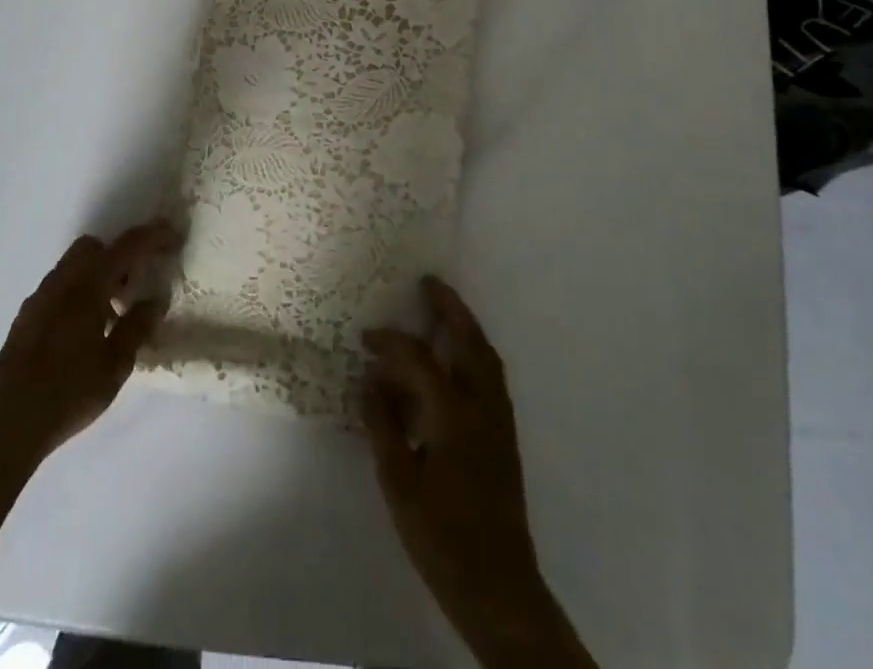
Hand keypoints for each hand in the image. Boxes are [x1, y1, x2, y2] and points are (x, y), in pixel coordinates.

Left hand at [0, 221, 179, 478]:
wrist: (4, 423)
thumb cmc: (67, 393)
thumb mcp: (114, 366)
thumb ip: (137, 327)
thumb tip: (156, 299)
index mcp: (87, 286)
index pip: (126, 247)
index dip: (152, 237)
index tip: (173, 235)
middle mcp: (61, 282)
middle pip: (93, 247)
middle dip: (118, 254)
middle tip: (137, 281)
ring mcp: (39, 297)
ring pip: (74, 266)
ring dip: (97, 275)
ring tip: (115, 312)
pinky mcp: (26, 316)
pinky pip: (60, 287)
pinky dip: (79, 291)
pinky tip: (86, 330)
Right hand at [363, 278, 592, 667]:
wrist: (499, 589)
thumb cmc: (441, 537)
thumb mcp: (398, 482)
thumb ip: (382, 425)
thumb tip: (368, 380)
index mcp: (453, 415)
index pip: (419, 360)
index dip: (391, 342)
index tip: (366, 338)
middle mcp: (482, 408)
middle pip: (470, 342)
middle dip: (450, 308)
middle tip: (430, 283)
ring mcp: (500, 423)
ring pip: (487, 358)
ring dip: (467, 327)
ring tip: (446, 310)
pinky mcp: (506, 438)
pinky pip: (492, 377)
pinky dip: (476, 353)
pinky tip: (459, 361)